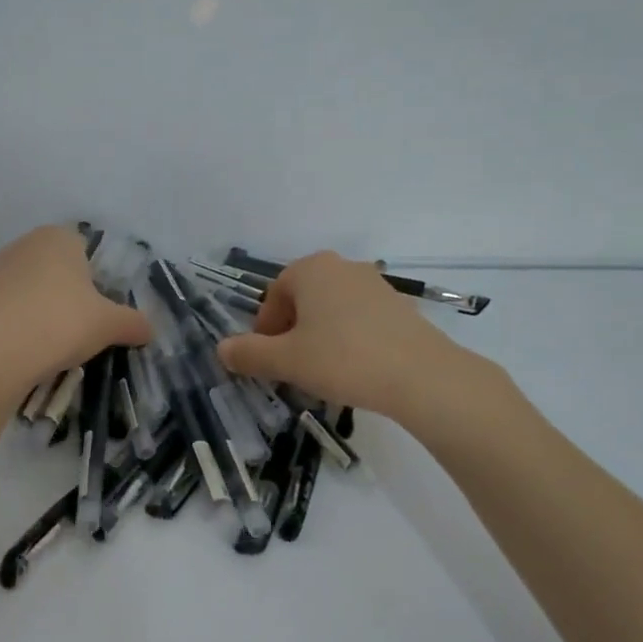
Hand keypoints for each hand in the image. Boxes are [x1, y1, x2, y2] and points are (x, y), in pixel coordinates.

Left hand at [0, 226, 151, 389]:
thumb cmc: (62, 323)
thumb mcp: (110, 325)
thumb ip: (134, 323)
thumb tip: (150, 331)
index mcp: (59, 237)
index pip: (85, 248)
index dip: (96, 277)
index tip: (101, 306)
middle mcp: (26, 244)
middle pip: (57, 266)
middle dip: (69, 290)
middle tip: (82, 323)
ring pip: (32, 285)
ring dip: (43, 305)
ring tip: (55, 339)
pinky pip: (11, 305)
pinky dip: (21, 319)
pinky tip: (29, 345)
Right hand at [216, 252, 460, 416]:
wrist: (420, 375)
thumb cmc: (342, 359)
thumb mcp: (287, 360)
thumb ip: (249, 353)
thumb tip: (221, 349)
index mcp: (311, 269)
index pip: (274, 295)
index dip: (264, 329)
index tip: (267, 359)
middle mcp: (342, 266)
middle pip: (303, 299)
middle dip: (291, 331)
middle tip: (291, 365)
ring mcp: (374, 283)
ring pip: (331, 309)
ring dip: (319, 335)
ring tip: (322, 370)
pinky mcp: (399, 306)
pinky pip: (359, 318)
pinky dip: (348, 338)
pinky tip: (354, 368)